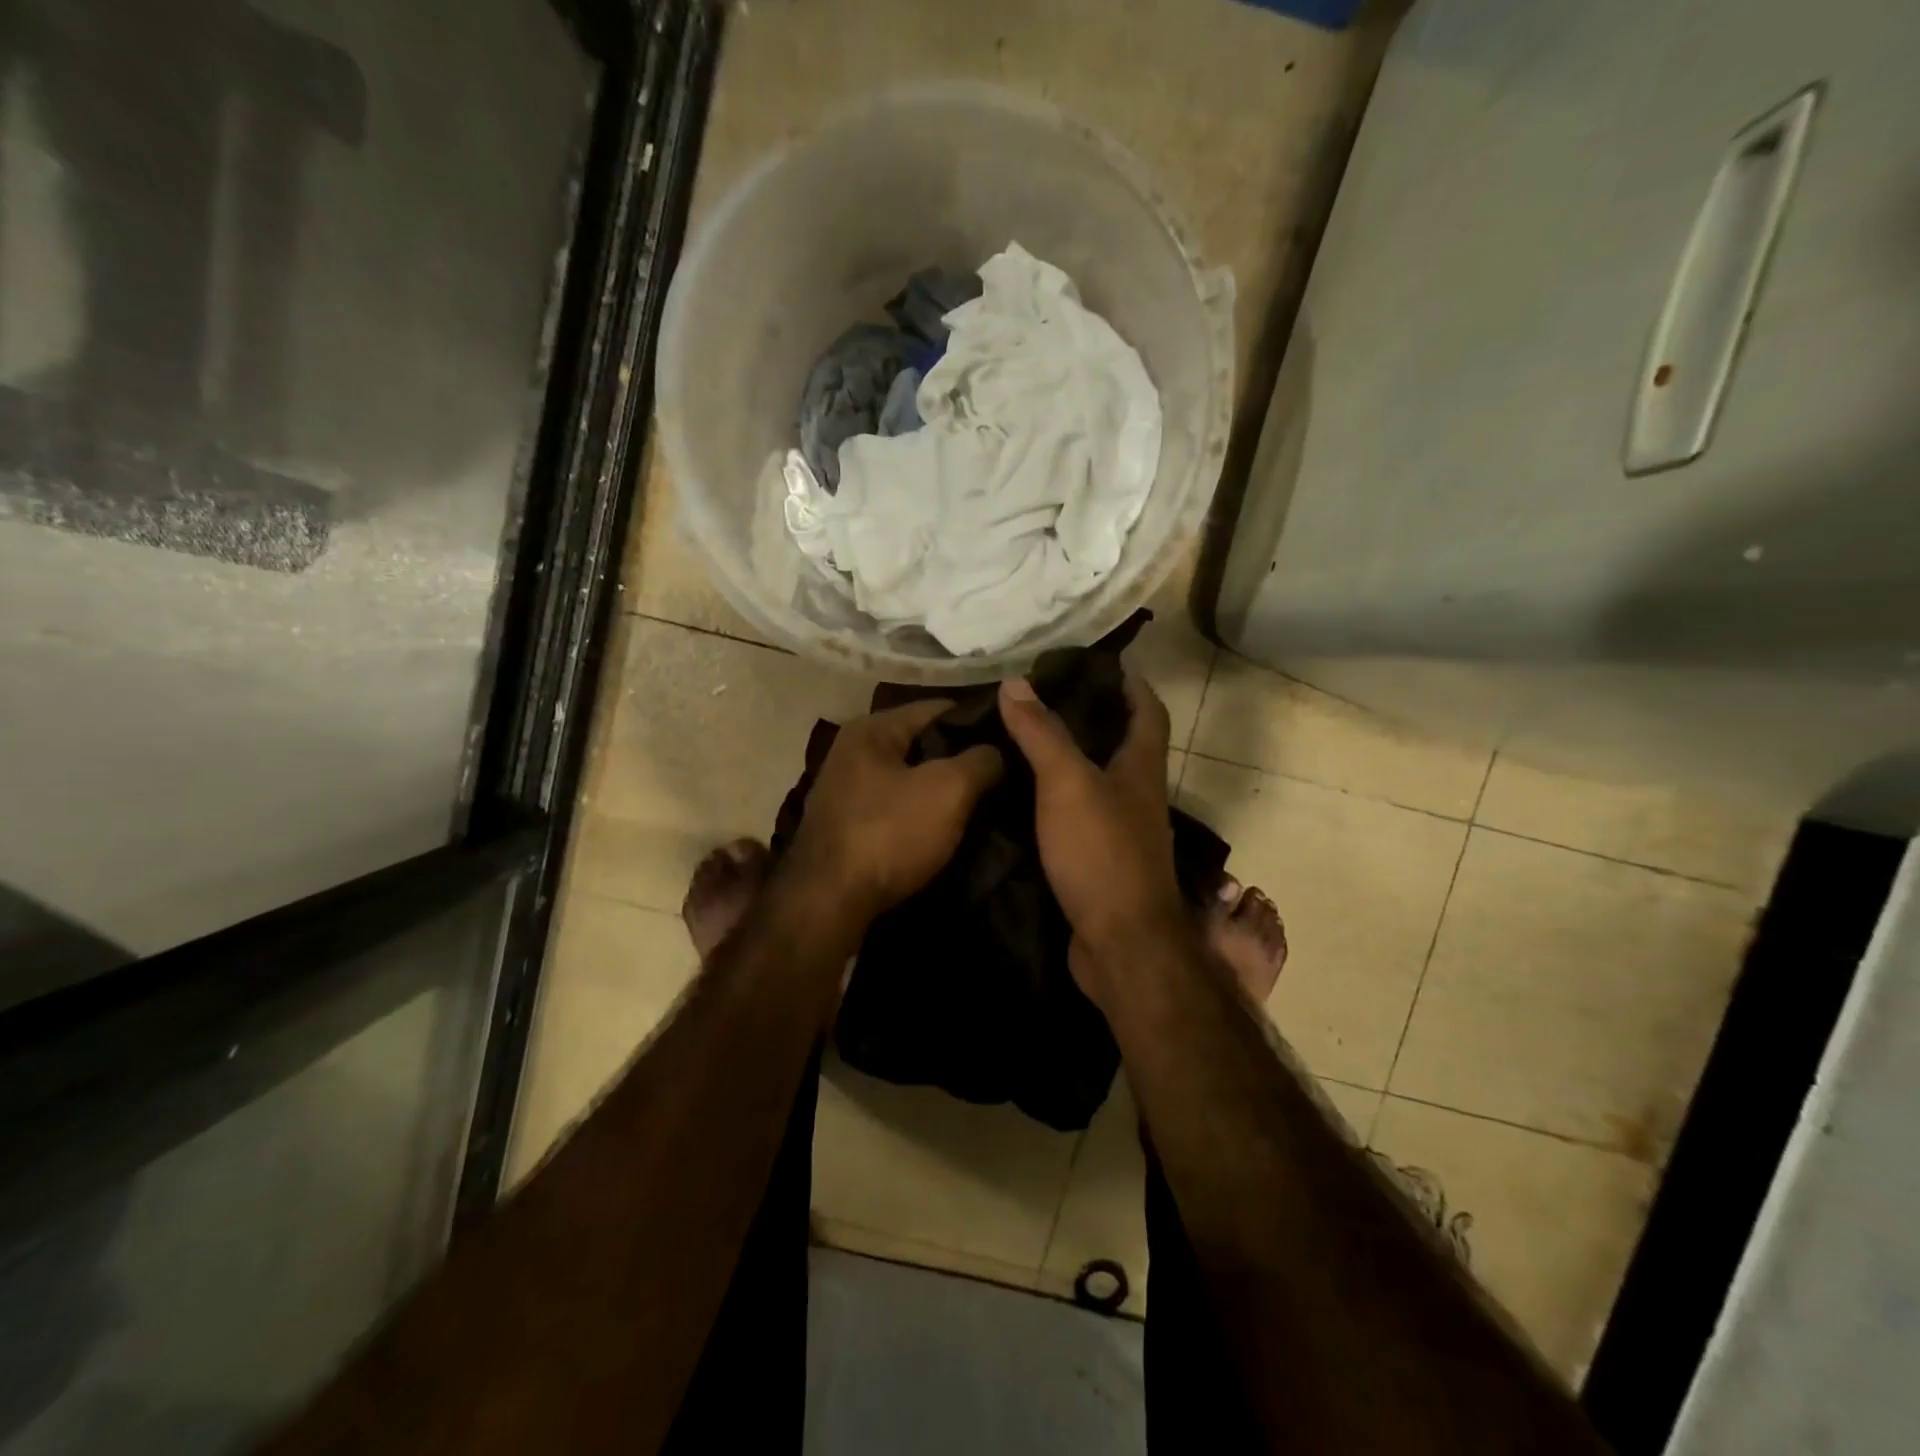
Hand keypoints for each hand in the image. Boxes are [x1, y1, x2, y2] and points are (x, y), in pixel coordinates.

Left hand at [788, 699, 1003, 925]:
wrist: (828, 903)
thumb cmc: (889, 833)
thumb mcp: (949, 790)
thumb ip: (981, 760)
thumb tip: (997, 751)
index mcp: (872, 729)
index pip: (938, 709)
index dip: (979, 721)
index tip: (1014, 740)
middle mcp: (853, 752)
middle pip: (923, 744)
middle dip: (961, 758)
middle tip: (1004, 775)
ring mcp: (846, 790)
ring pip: (911, 778)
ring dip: (943, 790)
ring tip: (985, 803)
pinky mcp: (848, 826)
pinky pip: (897, 807)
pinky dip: (922, 814)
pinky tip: (949, 829)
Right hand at [997, 672, 1190, 981]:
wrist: (1120, 944)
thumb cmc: (1102, 853)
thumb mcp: (1067, 783)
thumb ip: (1042, 733)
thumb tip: (1015, 681)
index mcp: (1141, 767)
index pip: (1148, 711)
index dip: (1131, 683)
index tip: (1100, 661)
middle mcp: (1138, 795)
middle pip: (1121, 744)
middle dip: (1091, 717)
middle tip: (1043, 697)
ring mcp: (1121, 832)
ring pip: (1096, 781)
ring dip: (1069, 759)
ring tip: (1024, 739)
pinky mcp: (1100, 862)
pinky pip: (1077, 816)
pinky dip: (1055, 800)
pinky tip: (1022, 797)